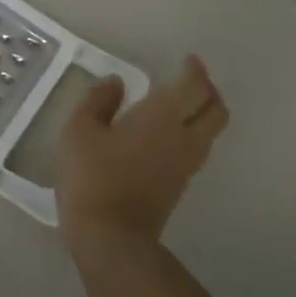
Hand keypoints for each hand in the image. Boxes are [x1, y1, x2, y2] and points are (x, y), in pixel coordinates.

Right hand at [57, 55, 229, 251]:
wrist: (111, 236)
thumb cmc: (93, 175)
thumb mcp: (79, 130)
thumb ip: (98, 101)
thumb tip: (115, 83)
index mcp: (162, 115)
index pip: (194, 85)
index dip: (195, 69)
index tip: (187, 60)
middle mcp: (184, 136)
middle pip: (216, 109)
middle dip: (209, 90)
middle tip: (192, 80)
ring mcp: (186, 164)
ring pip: (211, 131)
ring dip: (205, 113)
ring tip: (183, 106)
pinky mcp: (180, 186)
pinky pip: (198, 149)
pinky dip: (193, 134)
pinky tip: (169, 135)